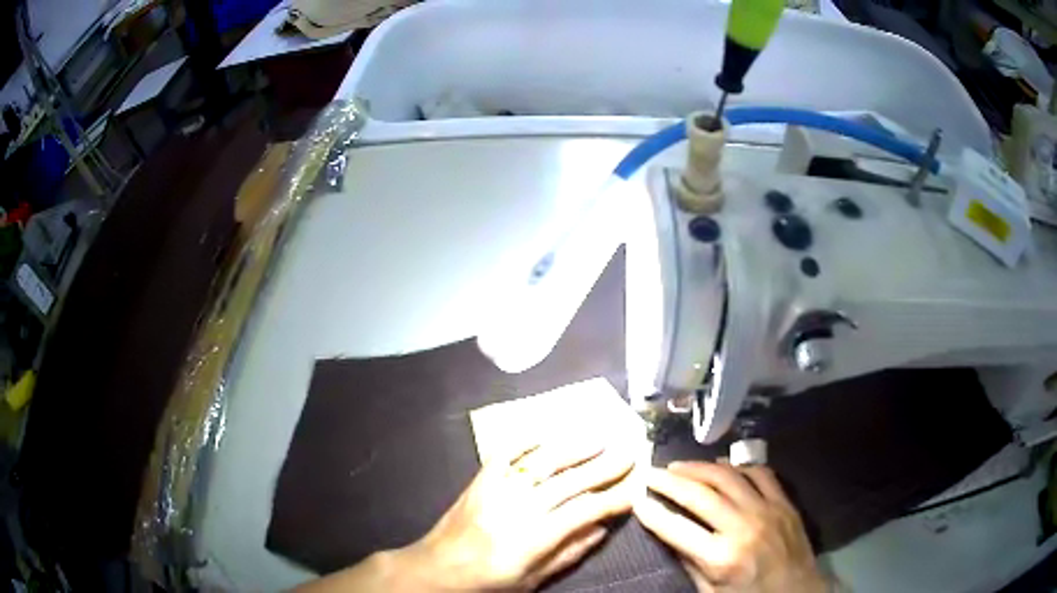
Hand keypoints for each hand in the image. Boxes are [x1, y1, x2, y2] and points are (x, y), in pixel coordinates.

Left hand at [391, 438, 635, 591]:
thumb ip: (568, 554)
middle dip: (604, 467)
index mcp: (534, 538)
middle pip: (569, 482)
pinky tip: (545, 435)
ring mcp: (497, 490)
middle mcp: (518, 508)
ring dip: (573, 448)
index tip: (635, 488)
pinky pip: (504, 454)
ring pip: (542, 462)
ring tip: (599, 437)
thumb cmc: (487, 582)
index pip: (584, 511)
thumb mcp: (531, 580)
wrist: (436, 569)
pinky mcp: (479, 481)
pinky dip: (525, 442)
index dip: (613, 499)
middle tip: (629, 453)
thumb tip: (601, 529)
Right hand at [633, 461, 826, 592]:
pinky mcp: (784, 502)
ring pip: (728, 477)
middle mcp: (743, 527)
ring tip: (679, 466)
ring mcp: (767, 510)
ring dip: (699, 467)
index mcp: (722, 558)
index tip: (637, 499)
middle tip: (650, 473)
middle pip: (700, 495)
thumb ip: (690, 564)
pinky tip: (723, 466)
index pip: (677, 528)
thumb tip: (670, 535)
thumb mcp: (711, 592)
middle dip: (670, 482)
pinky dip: (739, 466)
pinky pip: (761, 473)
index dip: (653, 513)